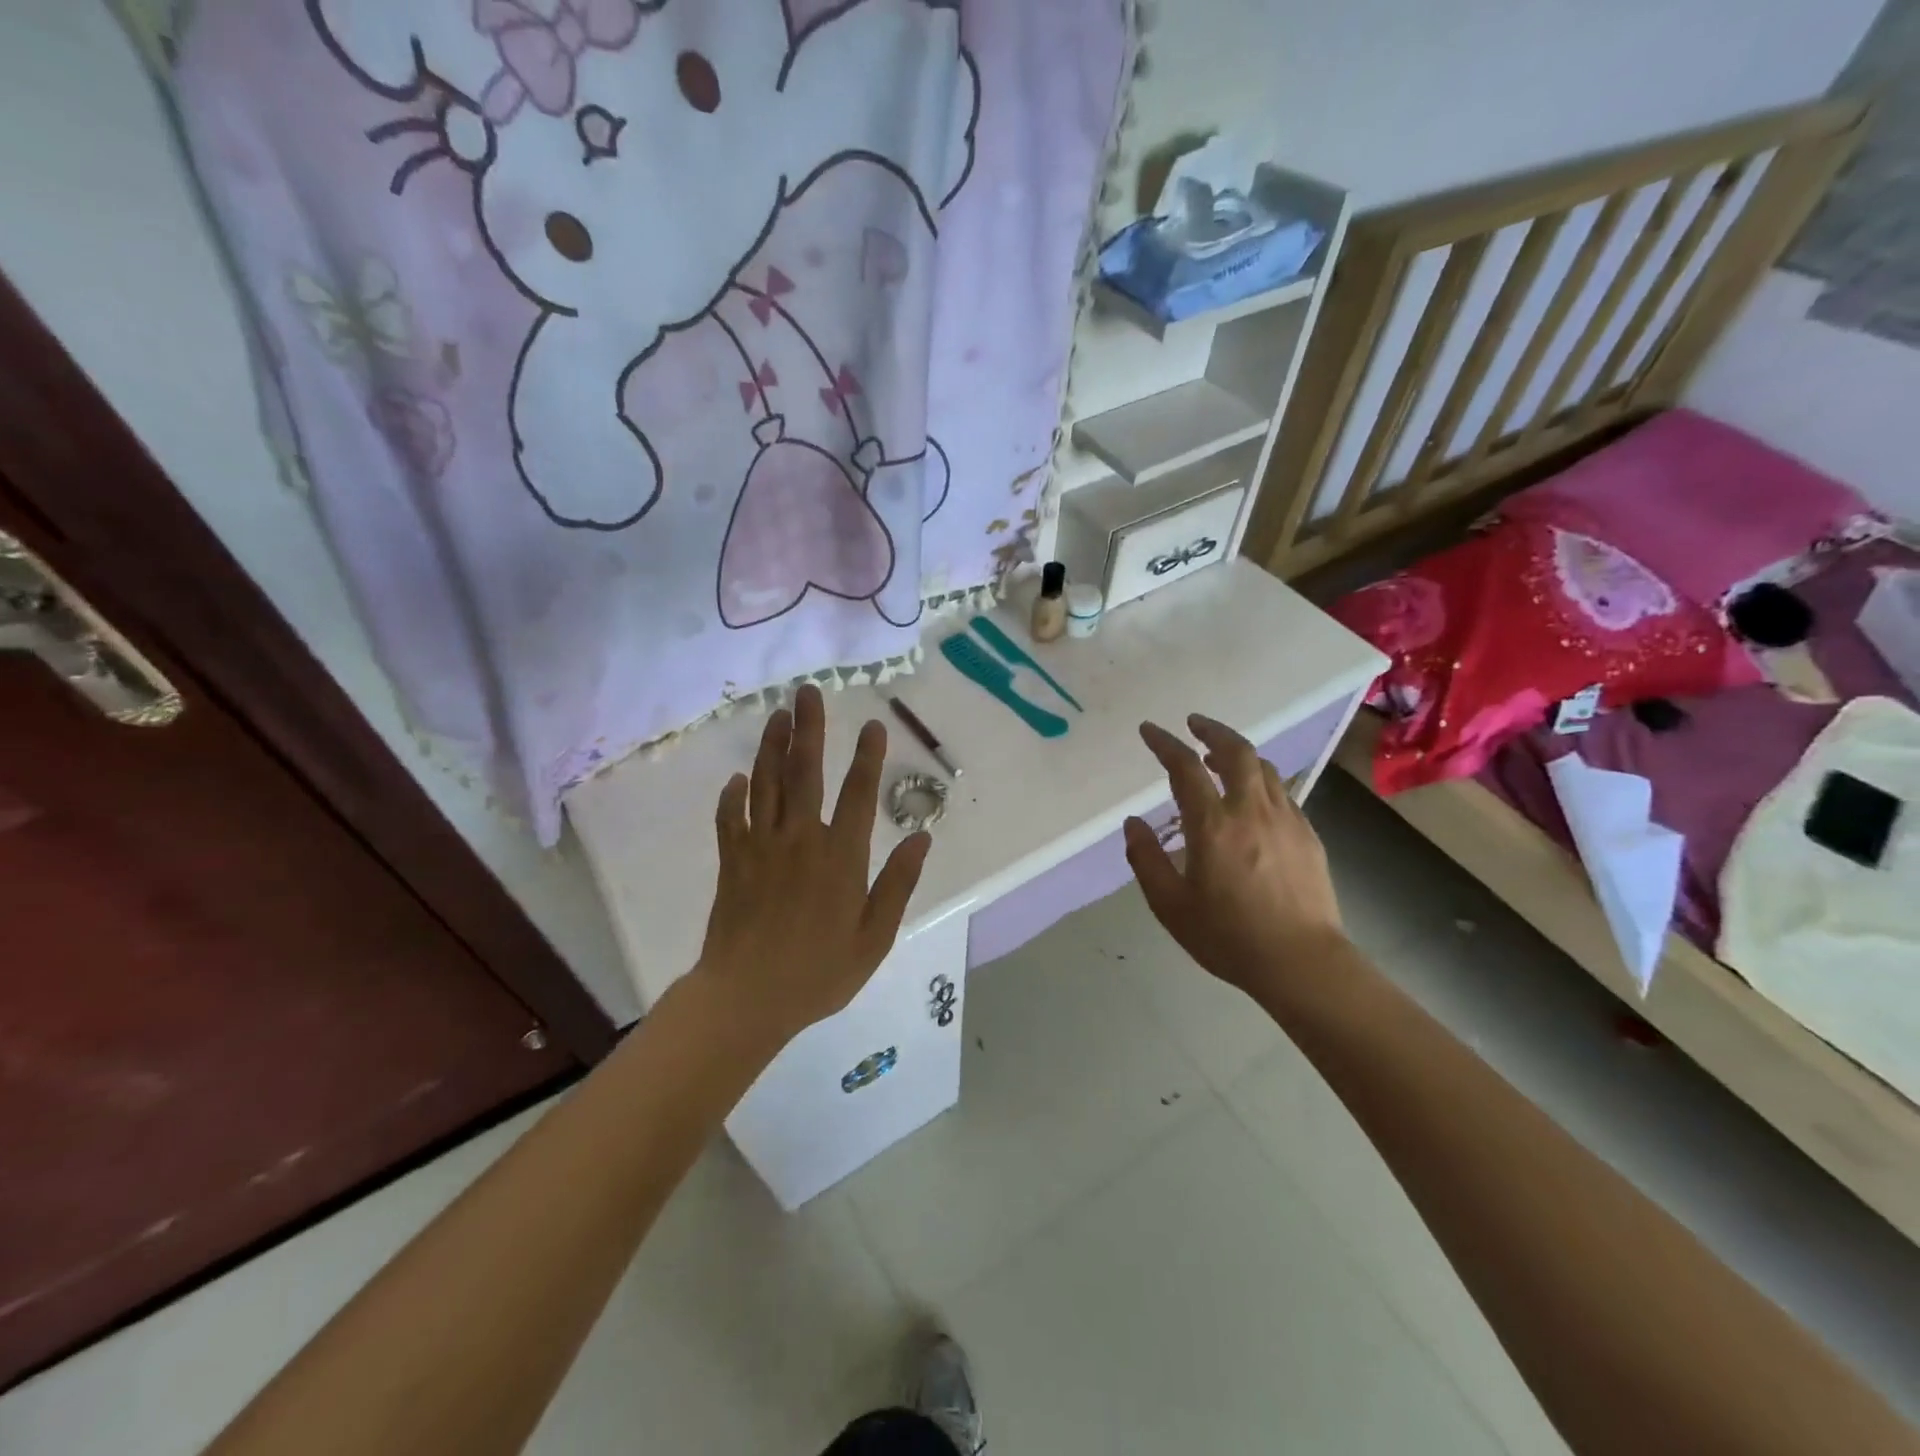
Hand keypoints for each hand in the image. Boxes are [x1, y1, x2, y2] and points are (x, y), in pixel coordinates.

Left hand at [696, 684, 931, 1048]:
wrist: (747, 998)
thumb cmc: (819, 972)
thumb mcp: (875, 937)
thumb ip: (898, 884)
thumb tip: (922, 838)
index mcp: (841, 856)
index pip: (859, 794)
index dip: (868, 757)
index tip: (874, 725)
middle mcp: (801, 839)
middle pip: (805, 772)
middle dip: (810, 729)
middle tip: (808, 692)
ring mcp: (762, 847)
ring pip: (766, 784)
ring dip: (772, 746)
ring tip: (778, 715)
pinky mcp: (733, 861)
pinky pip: (730, 818)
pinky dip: (732, 795)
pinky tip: (736, 778)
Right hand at [1123, 715, 1346, 996]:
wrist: (1302, 963)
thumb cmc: (1228, 936)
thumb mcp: (1170, 905)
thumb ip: (1146, 859)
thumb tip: (1134, 823)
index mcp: (1213, 825)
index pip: (1185, 767)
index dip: (1165, 743)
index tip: (1149, 730)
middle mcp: (1251, 811)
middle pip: (1236, 751)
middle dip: (1212, 730)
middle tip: (1194, 724)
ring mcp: (1286, 820)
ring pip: (1264, 768)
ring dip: (1238, 753)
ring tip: (1219, 757)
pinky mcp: (1308, 836)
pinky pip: (1281, 792)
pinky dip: (1260, 780)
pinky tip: (1252, 798)